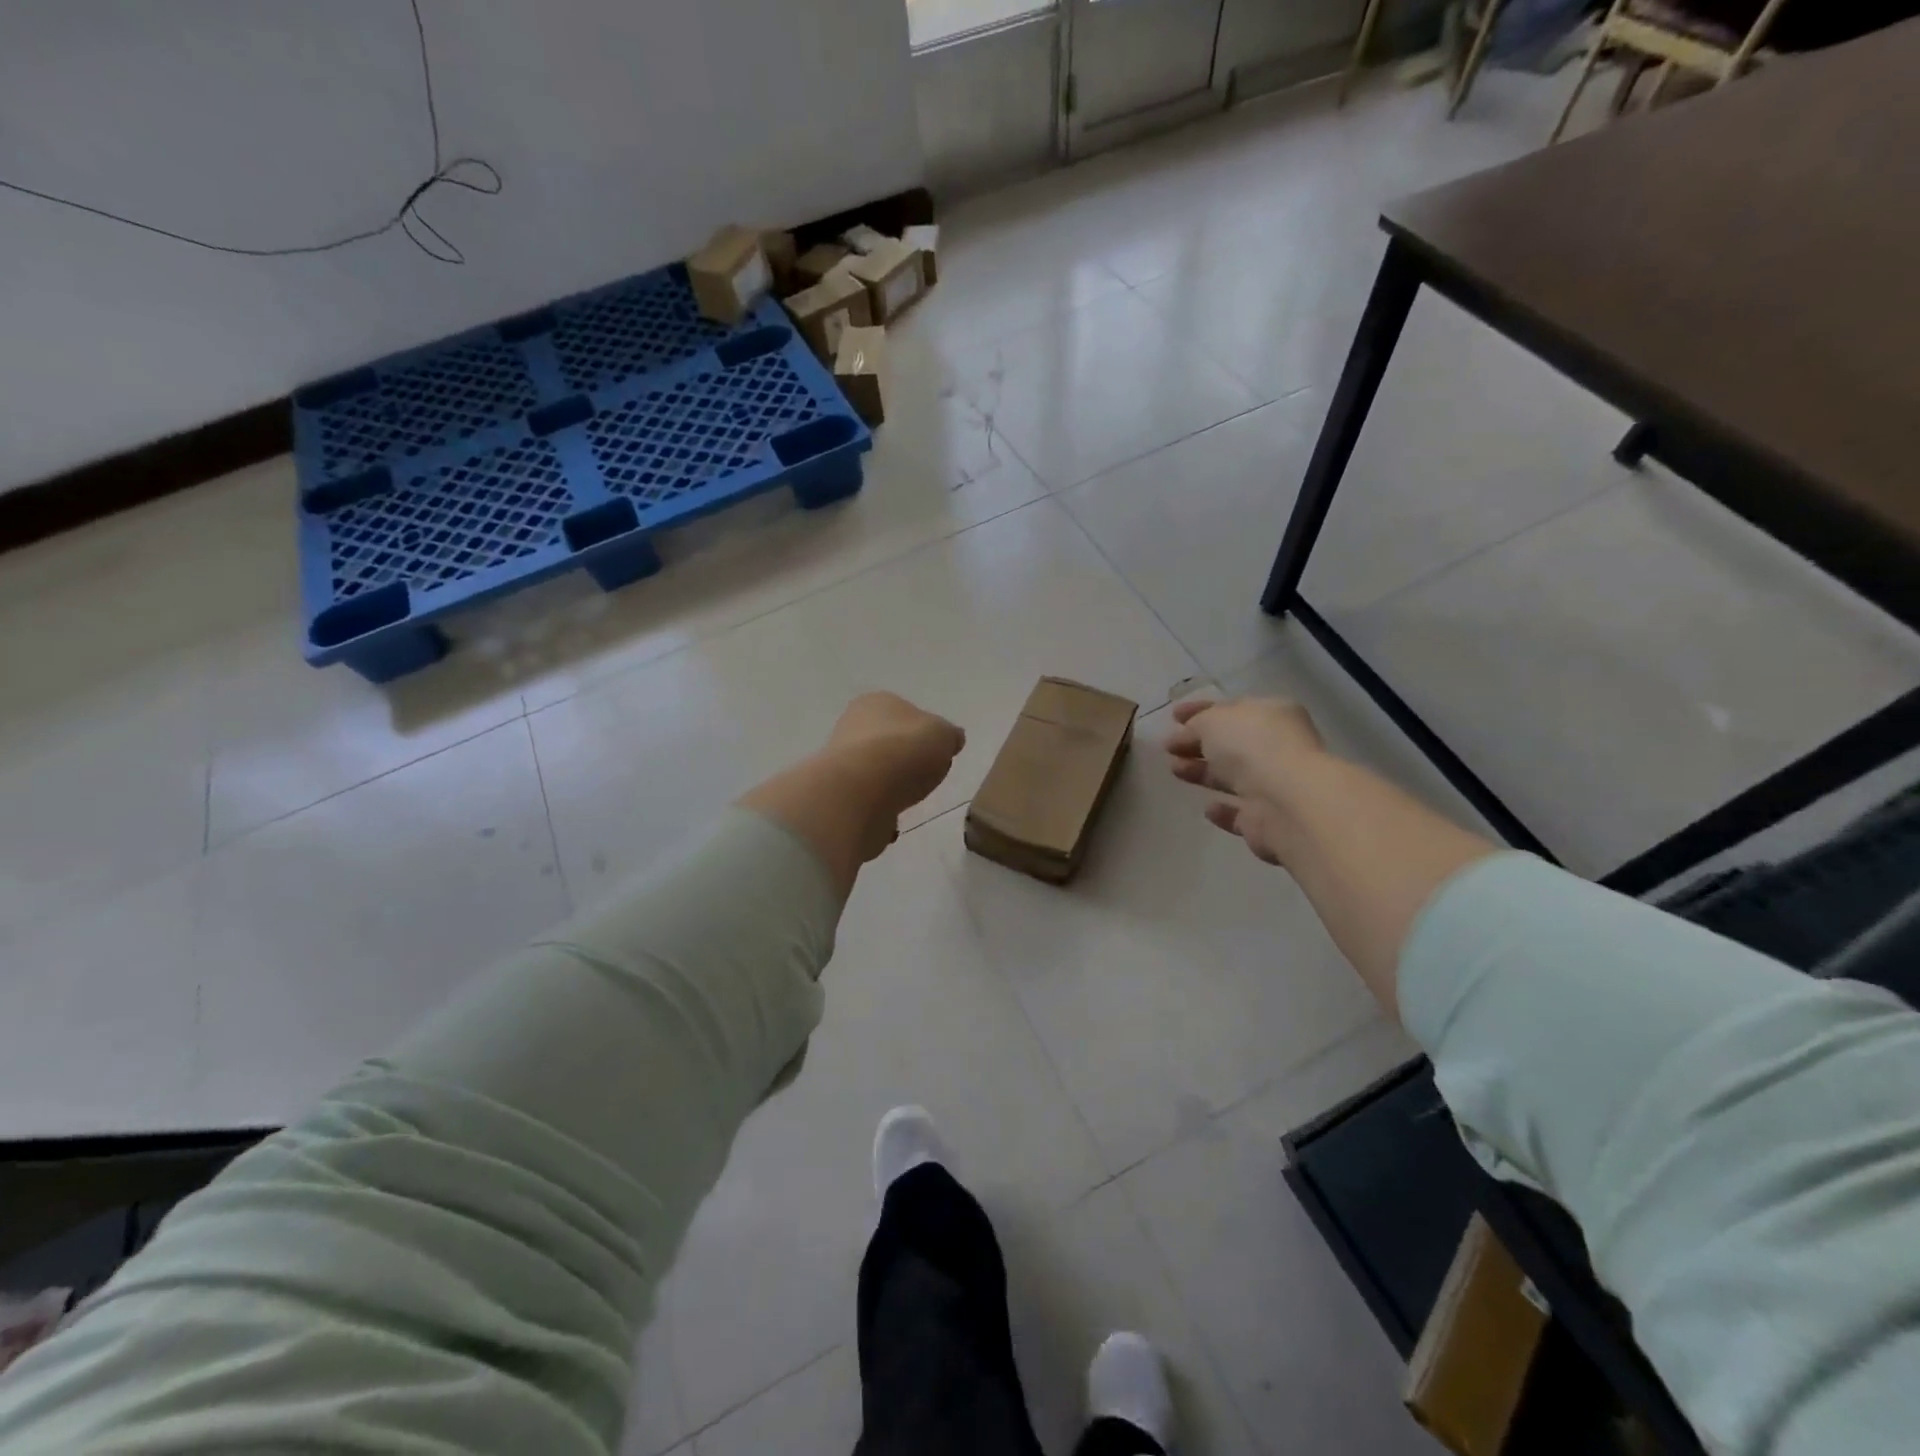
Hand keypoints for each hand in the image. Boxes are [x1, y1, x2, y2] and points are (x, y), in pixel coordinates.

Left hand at [737, 693, 964, 899]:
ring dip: (890, 788)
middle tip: (925, 776)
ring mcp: (841, 764)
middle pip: (887, 744)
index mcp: (876, 703)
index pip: (904, 712)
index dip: (923, 732)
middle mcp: (851, 727)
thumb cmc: (905, 752)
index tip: (938, 752)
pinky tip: (890, 819)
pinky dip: (878, 812)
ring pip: (874, 774)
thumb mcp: (944, 735)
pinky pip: (866, 804)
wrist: (861, 794)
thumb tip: (951, 739)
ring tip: (909, 800)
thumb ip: (949, 735)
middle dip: (904, 761)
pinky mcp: (837, 798)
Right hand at [1165, 697, 1324, 865]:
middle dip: (1197, 744)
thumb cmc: (1251, 748)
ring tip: (1174, 770)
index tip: (1172, 716)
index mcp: (1272, 715)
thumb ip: (1196, 724)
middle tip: (1168, 747)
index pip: (1232, 709)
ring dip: (1203, 773)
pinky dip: (1223, 809)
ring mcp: (1274, 785)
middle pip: (1230, 745)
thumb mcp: (1213, 721)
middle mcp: (1277, 748)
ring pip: (1232, 777)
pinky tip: (1207, 806)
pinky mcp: (1267, 820)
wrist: (1285, 803)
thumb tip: (1186, 735)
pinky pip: (1239, 812)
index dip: (1200, 711)